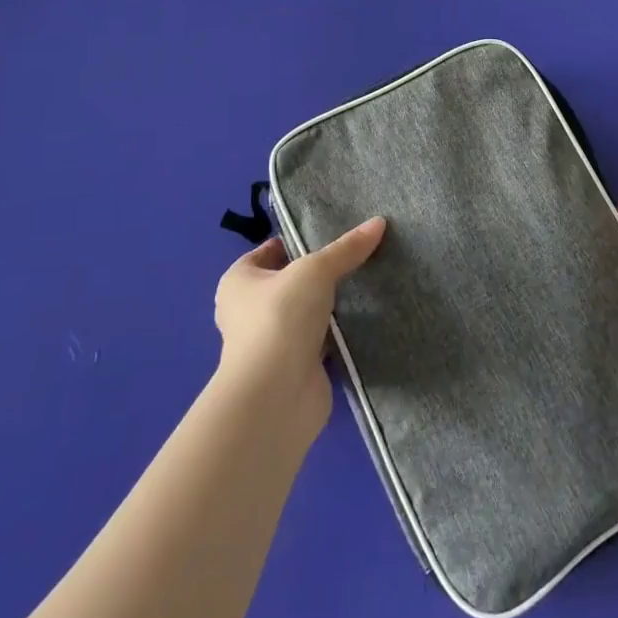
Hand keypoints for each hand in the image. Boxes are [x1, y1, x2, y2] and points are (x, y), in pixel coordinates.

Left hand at [213, 217, 384, 436]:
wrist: (277, 394)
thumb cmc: (280, 317)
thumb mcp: (316, 269)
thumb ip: (346, 248)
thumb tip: (379, 222)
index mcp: (239, 281)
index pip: (270, 250)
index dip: (299, 240)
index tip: (334, 233)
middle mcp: (248, 310)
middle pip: (291, 282)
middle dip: (320, 273)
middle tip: (357, 256)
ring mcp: (271, 341)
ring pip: (307, 312)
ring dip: (330, 305)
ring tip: (368, 282)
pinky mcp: (294, 366)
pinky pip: (320, 340)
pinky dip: (339, 333)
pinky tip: (366, 318)